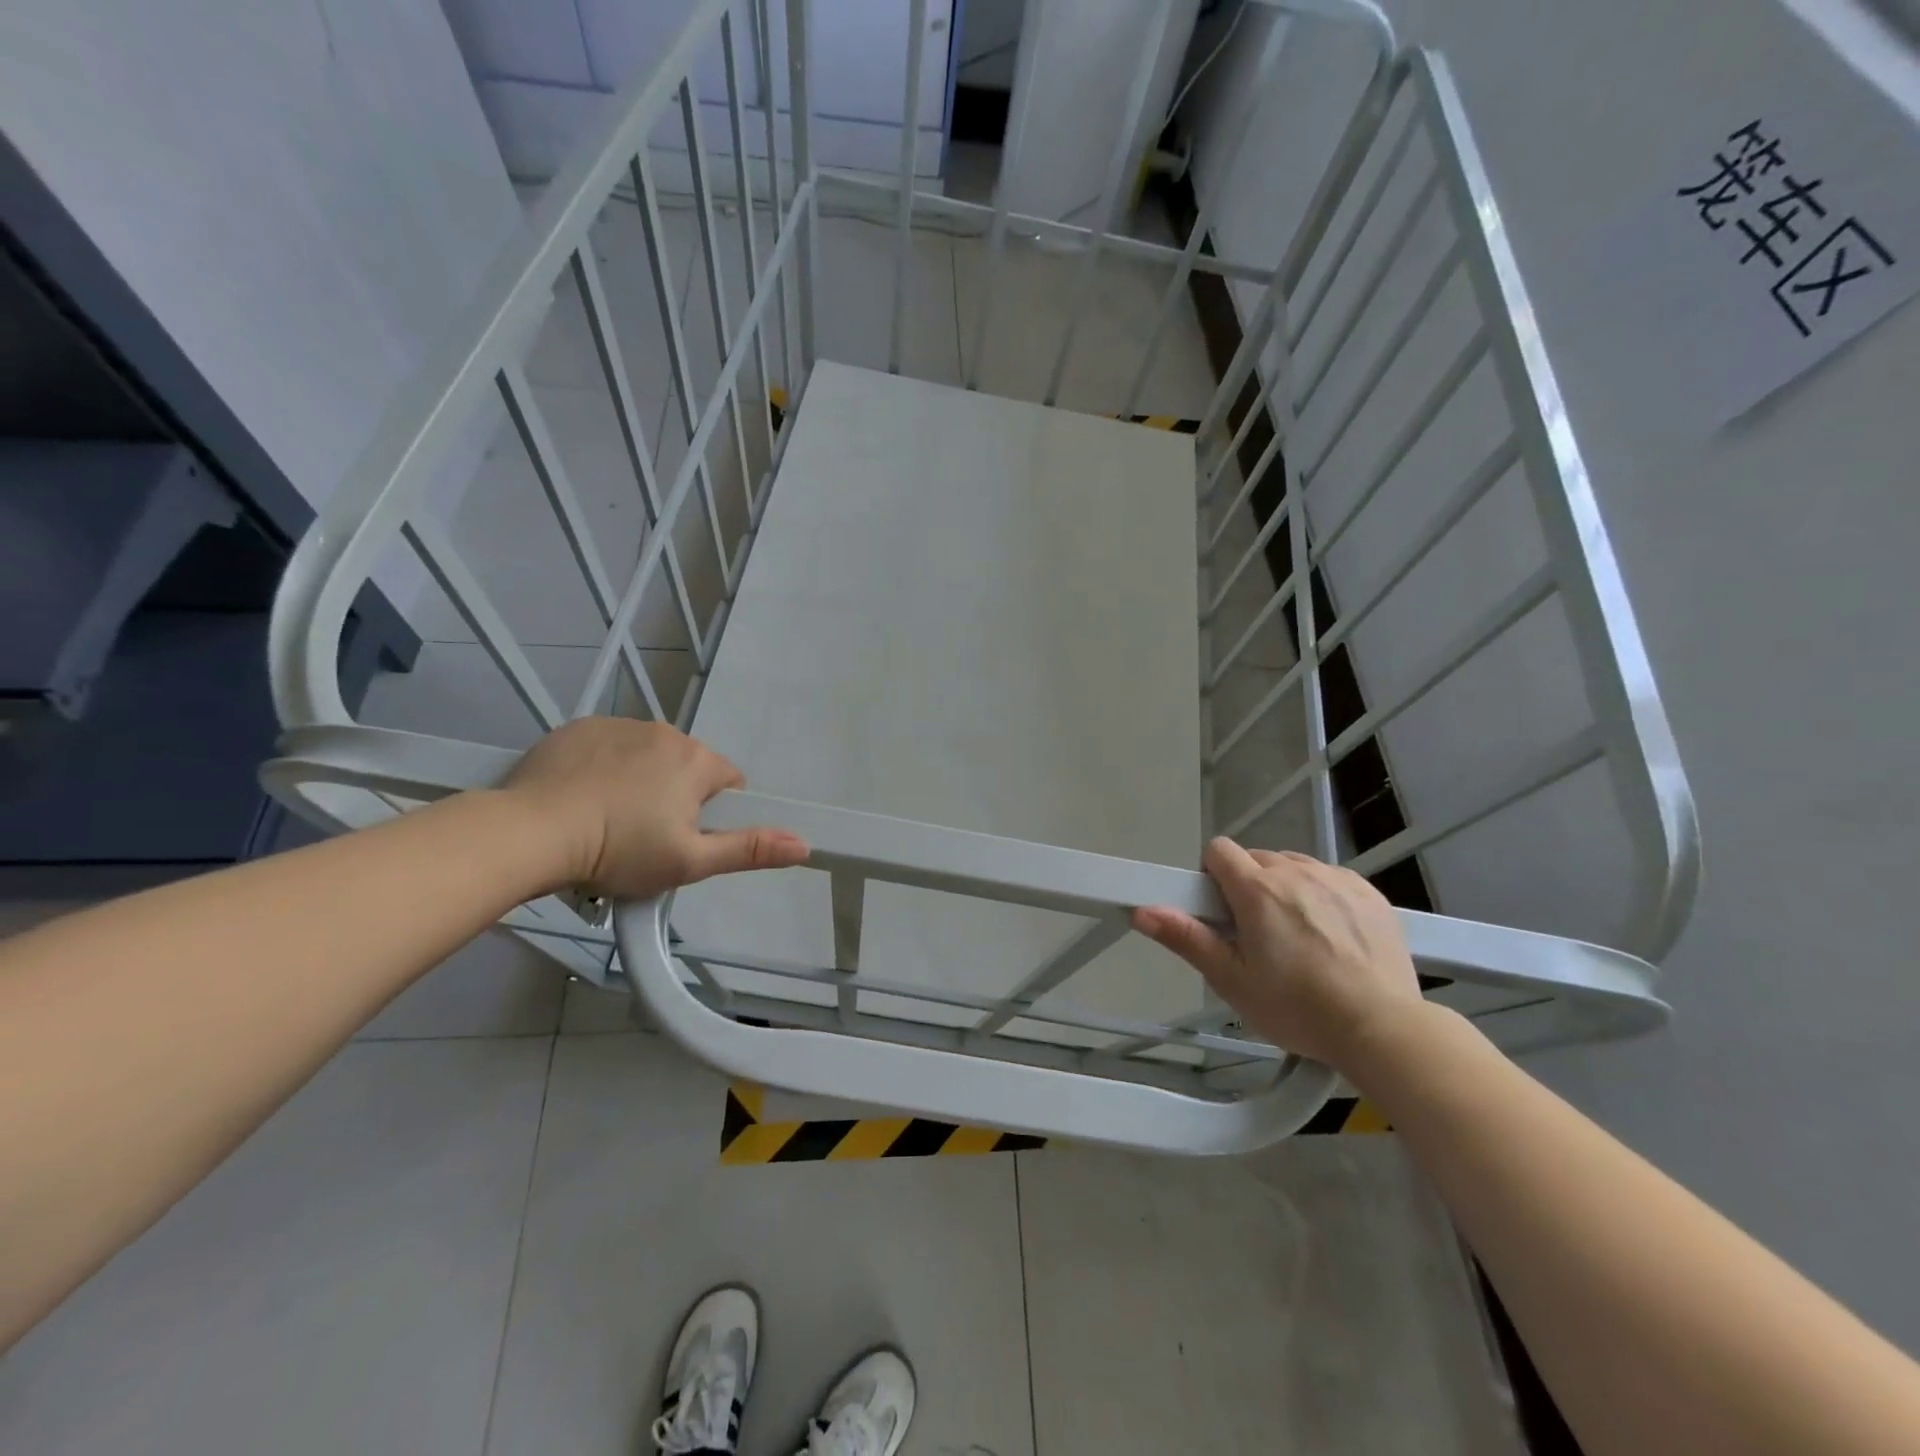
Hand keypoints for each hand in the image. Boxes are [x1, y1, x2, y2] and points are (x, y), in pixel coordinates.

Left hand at [503, 718, 808, 898]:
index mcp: (696, 761)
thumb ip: (749, 850)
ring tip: (608, 820)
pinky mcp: (578, 728)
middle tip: (645, 838)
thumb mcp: (690, 862)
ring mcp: (618, 725)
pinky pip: (607, 748)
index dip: (713, 815)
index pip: (728, 783)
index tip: (684, 840)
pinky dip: (603, 769)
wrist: (530, 832)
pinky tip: (582, 799)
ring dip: (640, 781)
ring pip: (647, 757)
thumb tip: (805, 844)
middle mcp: (664, 732)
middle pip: (687, 768)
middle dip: (675, 798)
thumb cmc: (620, 849)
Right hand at [1132, 838, 1422, 1071]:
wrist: (1383, 1028)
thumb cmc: (1297, 1008)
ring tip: (1298, 936)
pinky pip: (1331, 878)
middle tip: (1256, 934)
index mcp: (1257, 889)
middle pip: (1257, 859)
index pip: (1219, 850)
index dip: (1212, 876)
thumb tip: (1142, 911)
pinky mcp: (1371, 893)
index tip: (1221, 911)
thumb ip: (1186, 938)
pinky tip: (1332, 935)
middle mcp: (1296, 871)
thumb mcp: (1232, 980)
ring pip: (1295, 866)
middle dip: (1248, 886)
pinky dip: (1323, 895)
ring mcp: (1337, 879)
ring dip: (1286, 888)